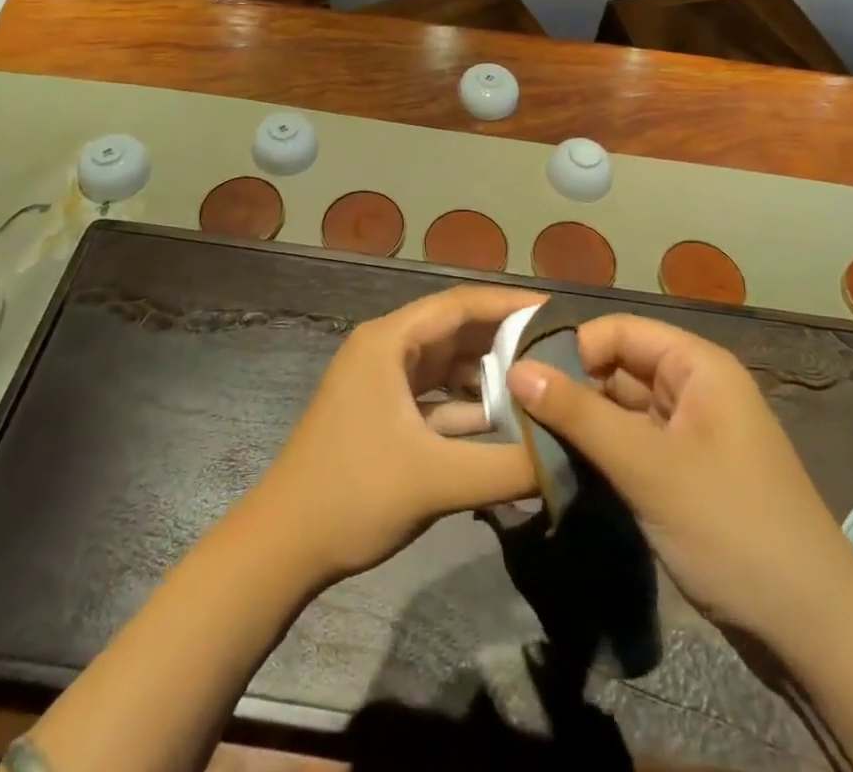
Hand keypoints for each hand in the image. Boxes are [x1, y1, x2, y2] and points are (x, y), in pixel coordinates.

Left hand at [244, 285, 542, 586]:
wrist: (281, 548)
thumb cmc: (353, 495)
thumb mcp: (437, 480)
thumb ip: (507, 467)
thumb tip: (570, 456)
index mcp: (388, 341)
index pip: (459, 304)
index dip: (509, 304)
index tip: (556, 313)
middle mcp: (385, 349)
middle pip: (455, 330)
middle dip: (504, 340)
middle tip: (559, 351)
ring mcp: (381, 382)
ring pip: (446, 364)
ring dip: (488, 375)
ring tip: (541, 384)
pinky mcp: (383, 413)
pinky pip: (435, 395)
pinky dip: (467, 405)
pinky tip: (505, 423)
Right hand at [507, 314, 852, 642]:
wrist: (815, 634)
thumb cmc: (731, 527)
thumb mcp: (647, 467)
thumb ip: (579, 415)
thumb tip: (515, 368)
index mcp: (698, 366)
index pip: (620, 330)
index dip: (573, 347)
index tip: (524, 378)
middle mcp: (695, 389)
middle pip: (619, 367)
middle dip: (572, 387)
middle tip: (517, 413)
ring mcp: (692, 434)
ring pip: (622, 409)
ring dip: (583, 423)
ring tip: (529, 439)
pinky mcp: (686, 474)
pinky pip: (633, 445)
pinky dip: (602, 452)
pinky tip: (565, 467)